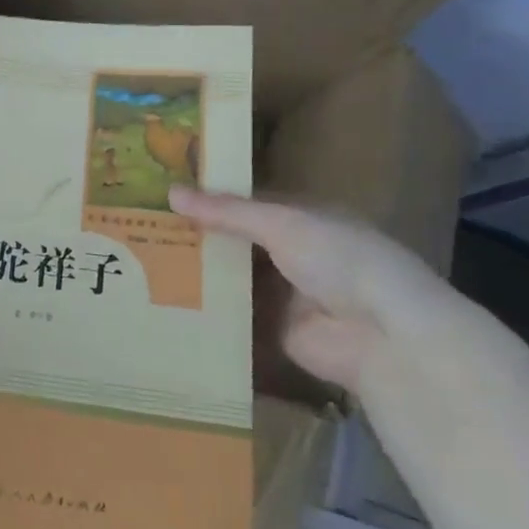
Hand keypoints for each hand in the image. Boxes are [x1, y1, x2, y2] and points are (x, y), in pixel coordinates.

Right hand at [169, 187, 452, 393]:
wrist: (382, 336)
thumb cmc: (339, 259)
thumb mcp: (282, 224)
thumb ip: (227, 211)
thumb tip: (170, 192)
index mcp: (305, 220)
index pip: (249, 205)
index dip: (211, 200)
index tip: (165, 196)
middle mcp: (295, 254)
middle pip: (238, 242)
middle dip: (200, 237)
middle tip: (145, 228)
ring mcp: (285, 294)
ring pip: (234, 278)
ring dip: (200, 273)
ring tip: (145, 262)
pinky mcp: (274, 330)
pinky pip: (234, 316)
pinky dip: (207, 310)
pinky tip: (165, 300)